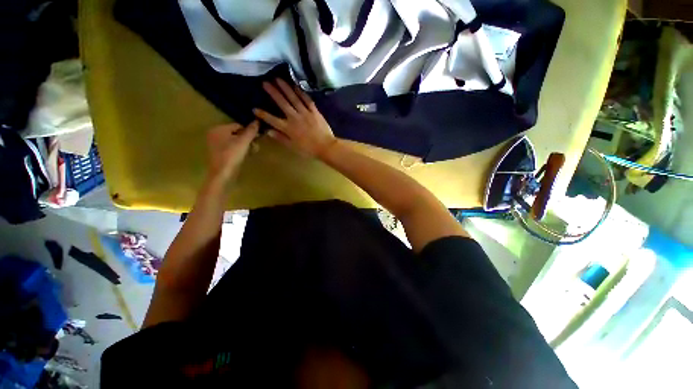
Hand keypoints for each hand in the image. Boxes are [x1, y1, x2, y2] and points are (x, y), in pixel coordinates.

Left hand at [206, 120, 258, 181]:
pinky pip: (230, 147)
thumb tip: (257, 121)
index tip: (257, 138)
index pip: (237, 125)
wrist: (222, 173)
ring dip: (244, 145)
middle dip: (246, 139)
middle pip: (235, 133)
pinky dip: (238, 149)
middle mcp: (214, 134)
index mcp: (218, 129)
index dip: (248, 131)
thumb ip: (251, 131)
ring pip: (233, 141)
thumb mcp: (244, 142)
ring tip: (252, 151)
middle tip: (255, 146)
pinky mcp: (218, 153)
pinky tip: (244, 155)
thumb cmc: (232, 155)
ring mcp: (215, 144)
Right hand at [254, 79, 336, 157]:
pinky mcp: (314, 111)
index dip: (263, 114)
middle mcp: (294, 118)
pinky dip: (300, 92)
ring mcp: (305, 113)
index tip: (254, 108)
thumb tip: (268, 131)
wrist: (326, 147)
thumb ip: (281, 138)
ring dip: (285, 88)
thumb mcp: (293, 147)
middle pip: (282, 103)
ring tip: (278, 79)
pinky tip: (295, 85)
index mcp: (288, 128)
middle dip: (273, 92)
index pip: (272, 120)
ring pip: (293, 98)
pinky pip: (306, 100)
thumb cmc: (309, 149)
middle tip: (265, 82)